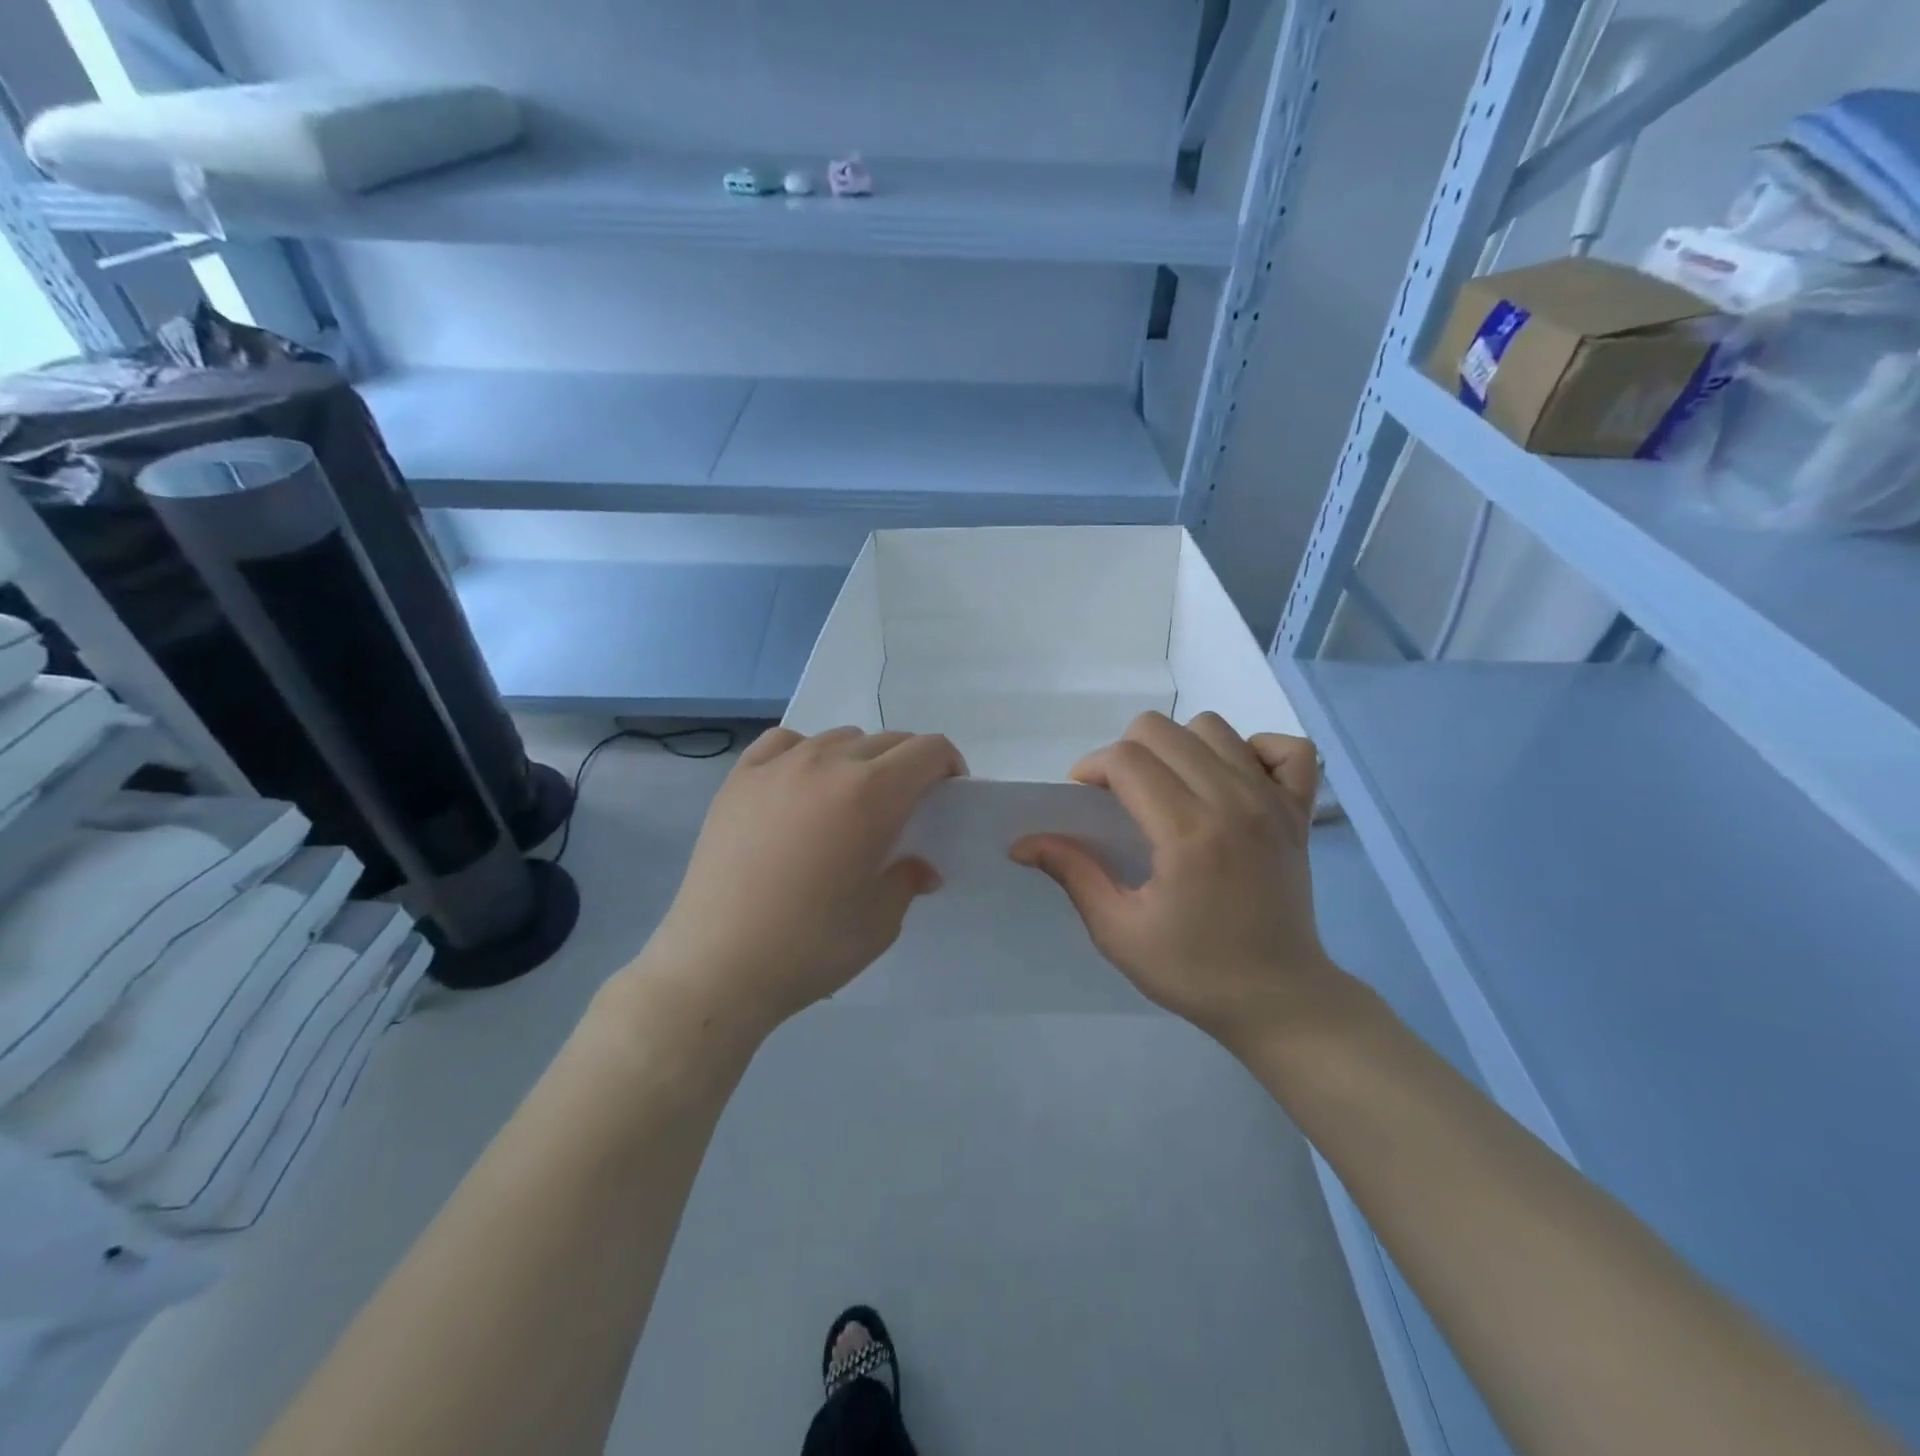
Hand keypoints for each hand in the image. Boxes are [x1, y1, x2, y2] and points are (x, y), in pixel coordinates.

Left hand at [639, 727, 964, 1035]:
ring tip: (849, 802)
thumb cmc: (810, 946)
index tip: (947, 795)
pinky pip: (785, 742)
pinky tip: (800, 786)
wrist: (718, 964)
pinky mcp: (738, 778)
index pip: (927, 750)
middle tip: (904, 809)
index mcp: (872, 794)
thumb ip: (908, 879)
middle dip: (909, 766)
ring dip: (860, 759)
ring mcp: (778, 766)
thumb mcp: (881, 921)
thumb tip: (920, 867)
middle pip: (887, 740)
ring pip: (838, 737)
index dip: (949, 766)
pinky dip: (806, 753)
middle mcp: (827, 763)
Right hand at [1010, 711, 1335, 1049]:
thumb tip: (1022, 843)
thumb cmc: (1194, 971)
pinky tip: (1233, 780)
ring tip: (1170, 788)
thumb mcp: (1119, 932)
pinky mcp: (1299, 810)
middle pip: (1162, 730)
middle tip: (1121, 797)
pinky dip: (1254, 750)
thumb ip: (1074, 874)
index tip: (1084, 800)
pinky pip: (1286, 747)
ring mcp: (1273, 801)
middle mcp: (1233, 802)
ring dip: (1179, 747)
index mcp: (1187, 833)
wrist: (1279, 1001)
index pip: (1125, 759)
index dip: (1091, 768)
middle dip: (1125, 752)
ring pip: (1213, 727)